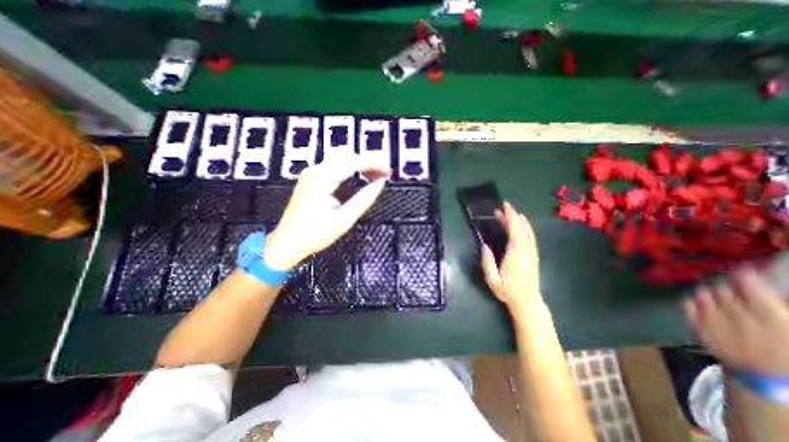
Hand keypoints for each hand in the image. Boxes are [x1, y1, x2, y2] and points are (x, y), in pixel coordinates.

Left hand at [263, 156, 388, 271]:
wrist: (287, 243)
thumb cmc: (313, 235)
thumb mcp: (343, 220)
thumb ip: (363, 199)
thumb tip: (379, 184)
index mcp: (322, 179)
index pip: (353, 162)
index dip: (373, 164)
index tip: (387, 170)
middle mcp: (315, 172)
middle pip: (347, 157)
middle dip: (368, 162)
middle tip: (384, 172)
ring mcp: (311, 174)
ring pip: (341, 160)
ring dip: (359, 165)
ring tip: (375, 174)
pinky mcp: (311, 180)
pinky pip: (334, 167)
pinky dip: (350, 169)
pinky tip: (359, 176)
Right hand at [482, 203, 542, 314]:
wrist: (528, 302)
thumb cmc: (508, 291)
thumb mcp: (492, 280)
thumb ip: (487, 262)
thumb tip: (484, 246)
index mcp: (515, 254)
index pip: (514, 231)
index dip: (510, 217)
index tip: (504, 207)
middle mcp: (526, 251)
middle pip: (521, 228)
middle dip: (513, 215)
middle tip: (504, 207)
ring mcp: (532, 253)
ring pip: (528, 232)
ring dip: (520, 221)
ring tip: (511, 213)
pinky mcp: (534, 256)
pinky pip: (531, 237)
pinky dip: (526, 228)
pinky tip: (522, 225)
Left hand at [681, 266, 788, 375]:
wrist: (773, 381)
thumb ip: (781, 305)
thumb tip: (770, 288)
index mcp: (770, 315)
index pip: (749, 284)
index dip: (744, 274)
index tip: (742, 267)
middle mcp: (736, 314)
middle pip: (723, 287)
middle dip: (727, 284)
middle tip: (732, 285)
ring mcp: (713, 320)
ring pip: (703, 293)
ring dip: (710, 291)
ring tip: (718, 293)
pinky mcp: (698, 327)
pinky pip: (687, 304)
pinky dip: (693, 300)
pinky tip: (700, 301)